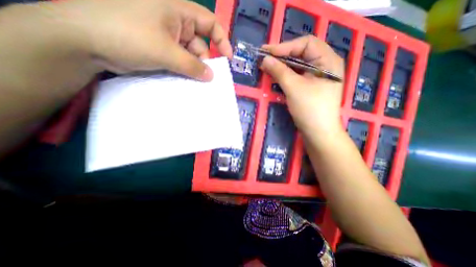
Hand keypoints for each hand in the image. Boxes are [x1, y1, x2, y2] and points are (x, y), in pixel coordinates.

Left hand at [56, 0, 232, 80]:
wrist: (86, 41)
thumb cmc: (128, 36)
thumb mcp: (166, 52)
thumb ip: (192, 66)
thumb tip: (211, 76)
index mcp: (178, 12)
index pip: (210, 23)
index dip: (222, 40)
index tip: (227, 59)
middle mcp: (176, 24)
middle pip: (200, 44)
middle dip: (205, 62)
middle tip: (207, 79)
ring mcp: (169, 39)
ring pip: (190, 56)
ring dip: (194, 70)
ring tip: (196, 83)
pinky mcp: (162, 51)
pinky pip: (180, 62)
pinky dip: (185, 72)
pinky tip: (186, 81)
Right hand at [260, 35, 346, 140]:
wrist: (318, 133)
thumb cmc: (310, 109)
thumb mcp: (293, 88)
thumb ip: (279, 71)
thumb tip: (264, 59)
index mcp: (328, 60)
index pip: (306, 44)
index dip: (285, 46)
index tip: (266, 52)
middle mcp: (325, 65)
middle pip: (302, 53)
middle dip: (283, 55)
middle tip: (265, 58)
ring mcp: (318, 77)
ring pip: (298, 65)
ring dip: (283, 65)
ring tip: (268, 66)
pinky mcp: (311, 87)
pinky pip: (297, 76)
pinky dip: (286, 75)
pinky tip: (276, 76)